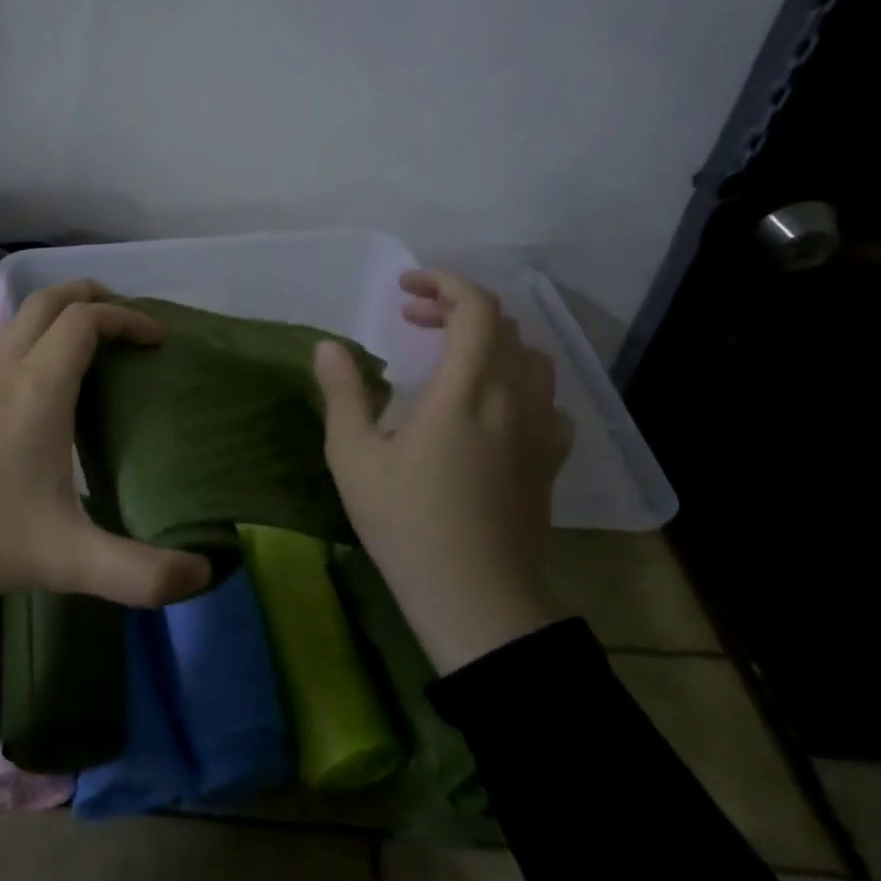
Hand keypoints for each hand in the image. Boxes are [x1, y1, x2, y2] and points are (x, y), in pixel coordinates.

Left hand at [0, 281, 211, 605]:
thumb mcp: (66, 560)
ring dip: (59, 314)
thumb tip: (203, 576)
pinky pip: (1, 344)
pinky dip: (33, 338)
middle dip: (92, 296)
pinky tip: (41, 384)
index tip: (158, 340)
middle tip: (127, 323)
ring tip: (91, 346)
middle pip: (48, 300)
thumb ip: (138, 573)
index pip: (85, 321)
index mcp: (36, 388)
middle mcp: (3, 368)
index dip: (128, 319)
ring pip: (19, 319)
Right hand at [313, 269, 572, 671]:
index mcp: (465, 391)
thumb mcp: (354, 458)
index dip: (443, 282)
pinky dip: (515, 379)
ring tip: (449, 354)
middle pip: (504, 325)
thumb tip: (329, 345)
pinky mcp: (550, 459)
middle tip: (411, 317)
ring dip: (490, 339)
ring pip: (531, 357)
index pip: (475, 308)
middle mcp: (512, 398)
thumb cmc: (406, 524)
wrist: (477, 597)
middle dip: (456, 306)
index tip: (404, 288)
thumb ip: (343, 394)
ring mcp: (540, 429)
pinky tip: (490, 405)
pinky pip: (545, 398)